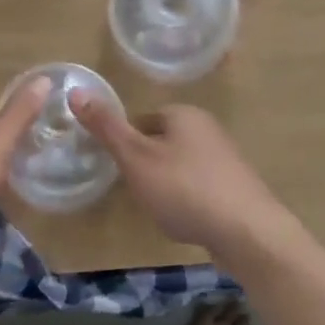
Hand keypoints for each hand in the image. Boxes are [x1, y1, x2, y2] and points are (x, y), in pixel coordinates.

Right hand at [69, 96, 293, 263]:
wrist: (249, 233)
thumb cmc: (184, 189)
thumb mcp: (135, 157)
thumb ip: (106, 127)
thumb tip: (75, 91)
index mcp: (183, 114)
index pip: (142, 120)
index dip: (126, 145)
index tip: (120, 170)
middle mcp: (208, 128)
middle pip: (162, 142)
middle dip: (146, 166)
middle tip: (137, 191)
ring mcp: (226, 158)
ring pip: (181, 166)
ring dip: (167, 185)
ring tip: (160, 209)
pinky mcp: (237, 187)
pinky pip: (200, 187)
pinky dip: (188, 200)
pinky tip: (186, 221)